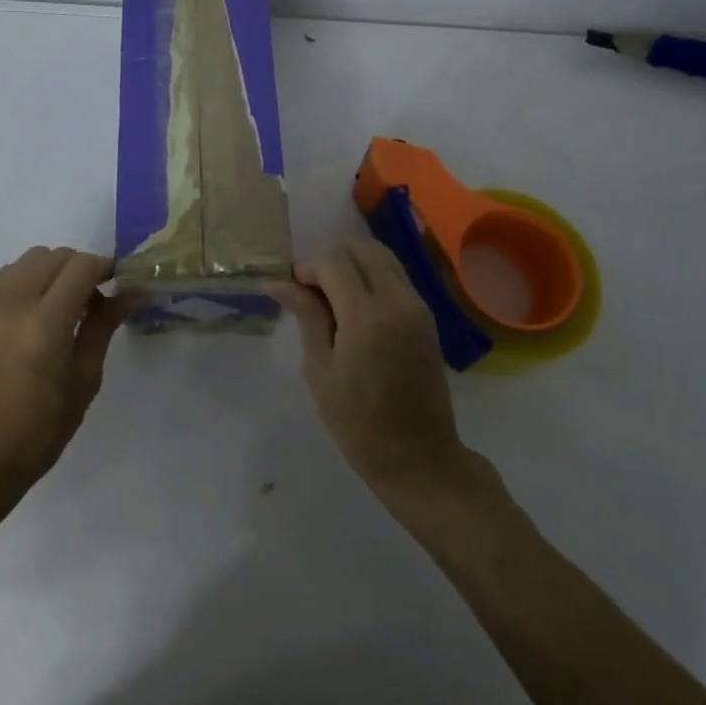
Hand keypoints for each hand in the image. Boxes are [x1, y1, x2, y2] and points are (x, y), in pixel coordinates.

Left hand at [0, 246, 127, 495]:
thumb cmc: (41, 428)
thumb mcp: (84, 380)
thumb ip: (105, 327)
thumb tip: (133, 294)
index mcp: (45, 324)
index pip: (81, 267)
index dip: (106, 267)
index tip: (121, 283)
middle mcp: (13, 304)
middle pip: (55, 256)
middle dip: (81, 268)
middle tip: (95, 301)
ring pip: (29, 259)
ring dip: (53, 271)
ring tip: (64, 305)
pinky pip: (7, 276)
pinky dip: (29, 280)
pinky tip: (37, 313)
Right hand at [267, 238, 466, 497]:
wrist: (419, 456)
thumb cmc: (358, 422)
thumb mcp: (320, 371)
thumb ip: (306, 317)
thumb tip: (278, 282)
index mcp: (366, 316)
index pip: (334, 261)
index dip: (308, 268)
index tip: (292, 289)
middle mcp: (397, 300)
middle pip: (361, 248)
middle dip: (331, 259)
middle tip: (312, 291)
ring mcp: (417, 305)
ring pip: (382, 256)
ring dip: (354, 264)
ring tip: (333, 297)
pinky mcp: (427, 315)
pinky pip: (396, 276)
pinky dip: (372, 276)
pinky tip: (355, 307)